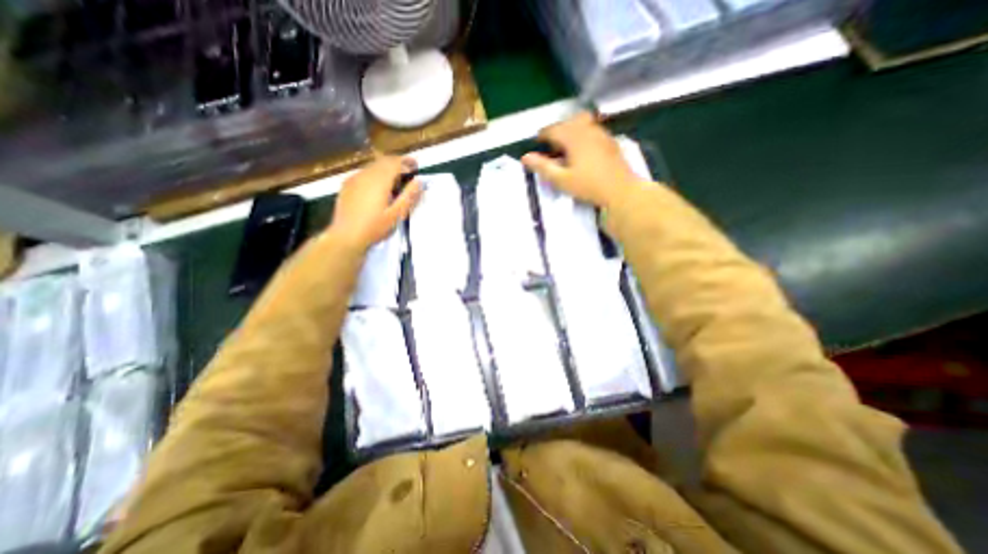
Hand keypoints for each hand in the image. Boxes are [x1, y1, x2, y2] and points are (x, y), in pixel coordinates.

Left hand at [328, 156, 420, 251]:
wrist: (346, 236)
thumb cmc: (374, 227)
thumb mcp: (397, 214)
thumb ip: (409, 196)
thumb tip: (419, 181)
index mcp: (379, 180)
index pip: (395, 162)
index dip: (407, 161)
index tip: (416, 165)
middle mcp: (366, 175)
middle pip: (383, 161)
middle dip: (397, 163)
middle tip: (408, 171)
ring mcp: (354, 179)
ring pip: (373, 166)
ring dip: (386, 168)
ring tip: (395, 179)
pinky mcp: (347, 185)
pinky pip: (364, 173)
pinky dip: (375, 174)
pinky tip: (378, 186)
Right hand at [520, 109, 644, 208]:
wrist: (621, 190)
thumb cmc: (589, 186)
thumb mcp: (562, 180)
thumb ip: (543, 167)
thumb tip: (525, 157)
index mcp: (573, 137)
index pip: (553, 129)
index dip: (543, 135)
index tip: (537, 142)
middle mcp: (587, 129)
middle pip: (568, 122)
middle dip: (557, 131)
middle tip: (551, 146)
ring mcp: (601, 133)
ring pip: (582, 123)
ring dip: (571, 131)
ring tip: (566, 147)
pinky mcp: (610, 141)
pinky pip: (593, 130)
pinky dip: (583, 135)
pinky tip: (583, 151)